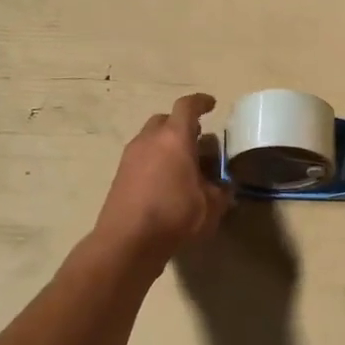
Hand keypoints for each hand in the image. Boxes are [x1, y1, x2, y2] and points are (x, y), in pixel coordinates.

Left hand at [95, 94, 232, 265]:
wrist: (127, 241)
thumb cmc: (174, 216)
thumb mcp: (210, 207)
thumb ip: (221, 192)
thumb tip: (225, 187)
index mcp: (175, 138)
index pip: (187, 107)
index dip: (201, 102)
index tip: (211, 104)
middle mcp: (150, 140)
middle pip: (165, 120)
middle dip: (181, 125)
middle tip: (197, 139)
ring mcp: (130, 156)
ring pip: (151, 138)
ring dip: (166, 144)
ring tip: (182, 164)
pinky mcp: (119, 175)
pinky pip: (141, 157)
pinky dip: (154, 160)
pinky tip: (165, 182)